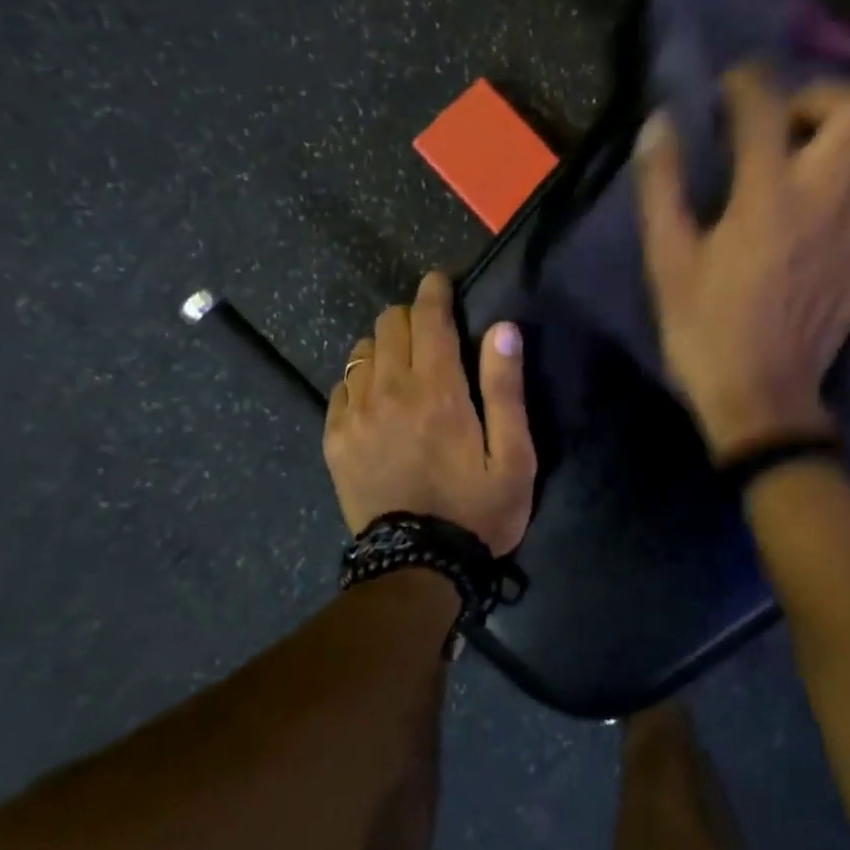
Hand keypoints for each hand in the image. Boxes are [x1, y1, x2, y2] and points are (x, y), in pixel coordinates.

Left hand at [324, 271, 537, 555]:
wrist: (417, 568)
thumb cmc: (477, 511)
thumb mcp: (514, 457)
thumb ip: (505, 389)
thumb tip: (503, 329)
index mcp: (438, 391)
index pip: (429, 318)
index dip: (435, 291)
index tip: (441, 282)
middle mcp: (390, 391)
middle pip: (389, 324)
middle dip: (412, 315)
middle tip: (432, 331)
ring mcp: (355, 414)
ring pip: (362, 350)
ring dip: (385, 344)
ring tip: (404, 364)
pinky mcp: (335, 438)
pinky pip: (342, 384)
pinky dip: (361, 377)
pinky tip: (378, 396)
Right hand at [636, 67, 849, 458]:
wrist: (762, 398)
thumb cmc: (705, 329)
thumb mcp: (666, 260)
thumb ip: (661, 186)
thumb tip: (659, 123)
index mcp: (766, 195)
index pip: (767, 106)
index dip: (748, 81)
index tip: (731, 85)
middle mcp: (826, 198)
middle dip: (821, 96)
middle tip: (787, 120)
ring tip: (827, 152)